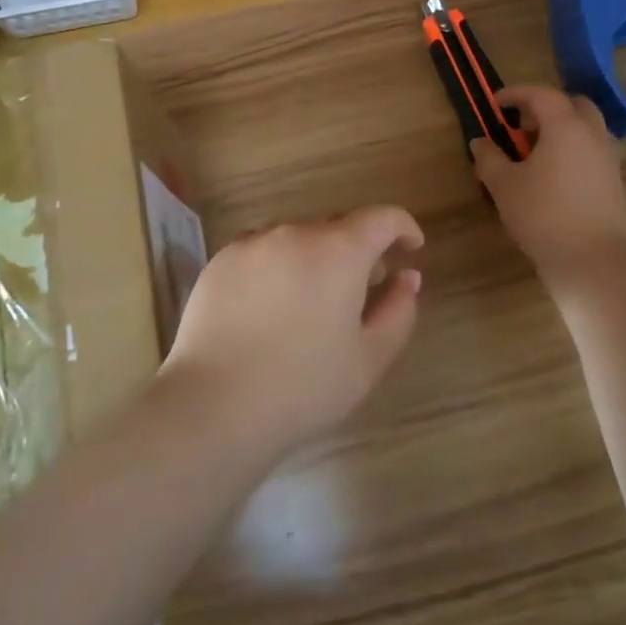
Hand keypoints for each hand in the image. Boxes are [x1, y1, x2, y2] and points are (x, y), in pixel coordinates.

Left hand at [159, 206, 424, 459]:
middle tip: (362, 289)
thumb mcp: (369, 358)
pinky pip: (261, 251)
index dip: (402, 227)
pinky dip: (277, 266)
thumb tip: (407, 277)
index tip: (411, 247)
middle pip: (337, 227)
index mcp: (339, 251)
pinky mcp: (219, 261)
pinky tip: (270, 307)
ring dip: (315, 257)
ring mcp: (252, 244)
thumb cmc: (304, 386)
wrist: (214, 406)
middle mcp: (295, 233)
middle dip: (358, 250)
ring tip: (311, 301)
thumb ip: (398, 311)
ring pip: (297, 238)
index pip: (382, 218)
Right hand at [472, 85, 625, 280]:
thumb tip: (480, 142)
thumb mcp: (504, 186)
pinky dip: (574, 149)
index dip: (516, 93)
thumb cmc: (543, 216)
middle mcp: (593, 134)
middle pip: (573, 104)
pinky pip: (593, 150)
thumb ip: (489, 158)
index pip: (542, 94)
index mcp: (565, 127)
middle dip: (546, 108)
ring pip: (587, 128)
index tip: (496, 103)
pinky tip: (554, 174)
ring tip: (536, 152)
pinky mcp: (615, 181)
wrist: (593, 260)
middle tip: (522, 126)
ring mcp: (608, 158)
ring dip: (562, 129)